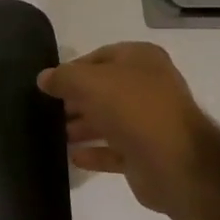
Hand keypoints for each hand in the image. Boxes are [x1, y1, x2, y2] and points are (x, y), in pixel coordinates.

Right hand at [38, 42, 207, 216]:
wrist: (176, 162)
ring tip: (54, 134)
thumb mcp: (88, 82)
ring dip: (82, 126)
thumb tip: (44, 78)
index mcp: (141, 59)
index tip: (49, 85)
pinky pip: (115, 150)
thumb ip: (63, 77)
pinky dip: (95, 152)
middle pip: (103, 90)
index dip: (73, 69)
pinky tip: (73, 157)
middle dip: (75, 100)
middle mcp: (148, 86)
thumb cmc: (132, 108)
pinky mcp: (147, 154)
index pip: (99, 57)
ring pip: (108, 120)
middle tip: (48, 110)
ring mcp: (150, 121)